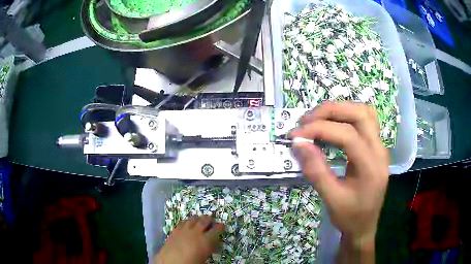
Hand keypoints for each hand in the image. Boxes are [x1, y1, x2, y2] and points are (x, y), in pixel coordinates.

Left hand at [154, 215, 223, 263]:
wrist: (171, 262)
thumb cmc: (191, 263)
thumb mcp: (204, 258)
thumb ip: (209, 249)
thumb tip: (213, 245)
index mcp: (206, 240)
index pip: (216, 230)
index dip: (220, 227)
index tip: (222, 225)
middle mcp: (196, 232)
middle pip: (204, 221)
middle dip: (208, 219)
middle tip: (211, 218)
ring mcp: (184, 230)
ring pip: (192, 219)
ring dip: (197, 218)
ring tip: (199, 218)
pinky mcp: (175, 231)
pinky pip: (182, 222)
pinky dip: (186, 221)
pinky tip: (187, 223)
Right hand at [291, 102, 388, 259]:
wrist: (364, 226)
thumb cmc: (350, 217)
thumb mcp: (331, 199)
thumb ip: (316, 171)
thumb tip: (298, 144)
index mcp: (371, 166)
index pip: (347, 135)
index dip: (320, 129)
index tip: (296, 135)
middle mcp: (380, 150)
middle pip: (360, 114)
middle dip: (330, 111)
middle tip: (306, 120)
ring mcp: (380, 146)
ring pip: (364, 112)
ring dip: (340, 109)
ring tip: (318, 119)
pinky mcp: (376, 147)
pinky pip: (365, 120)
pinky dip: (348, 115)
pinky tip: (335, 124)